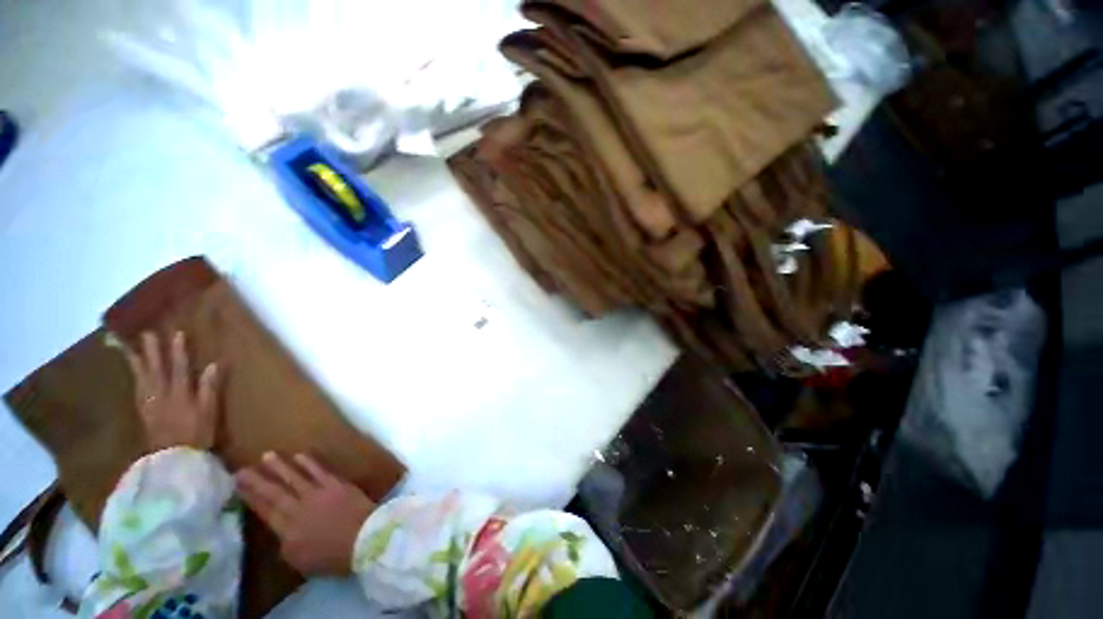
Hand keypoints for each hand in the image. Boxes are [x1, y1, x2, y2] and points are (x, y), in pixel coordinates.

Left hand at [122, 331, 220, 451]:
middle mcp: (162, 394)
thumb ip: (209, 389)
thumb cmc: (196, 434)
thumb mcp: (208, 413)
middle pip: (157, 369)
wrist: (172, 458)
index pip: (179, 368)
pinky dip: (135, 378)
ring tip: (132, 348)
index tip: (177, 334)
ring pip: (143, 377)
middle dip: (153, 351)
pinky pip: (137, 389)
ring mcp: (150, 403)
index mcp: (180, 394)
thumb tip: (213, 365)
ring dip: (138, 362)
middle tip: (147, 334)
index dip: (178, 351)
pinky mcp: (144, 411)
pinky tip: (134, 372)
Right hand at [235, 452, 375, 575]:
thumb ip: (287, 545)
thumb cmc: (333, 557)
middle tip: (242, 469)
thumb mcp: (301, 561)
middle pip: (274, 493)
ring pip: (293, 478)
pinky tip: (299, 455)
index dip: (251, 499)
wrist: (363, 538)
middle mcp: (298, 510)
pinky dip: (308, 463)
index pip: (265, 512)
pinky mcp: (336, 484)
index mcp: (287, 532)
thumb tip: (282, 533)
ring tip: (267, 455)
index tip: (238, 487)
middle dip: (257, 481)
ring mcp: (317, 494)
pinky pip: (319, 471)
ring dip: (280, 467)